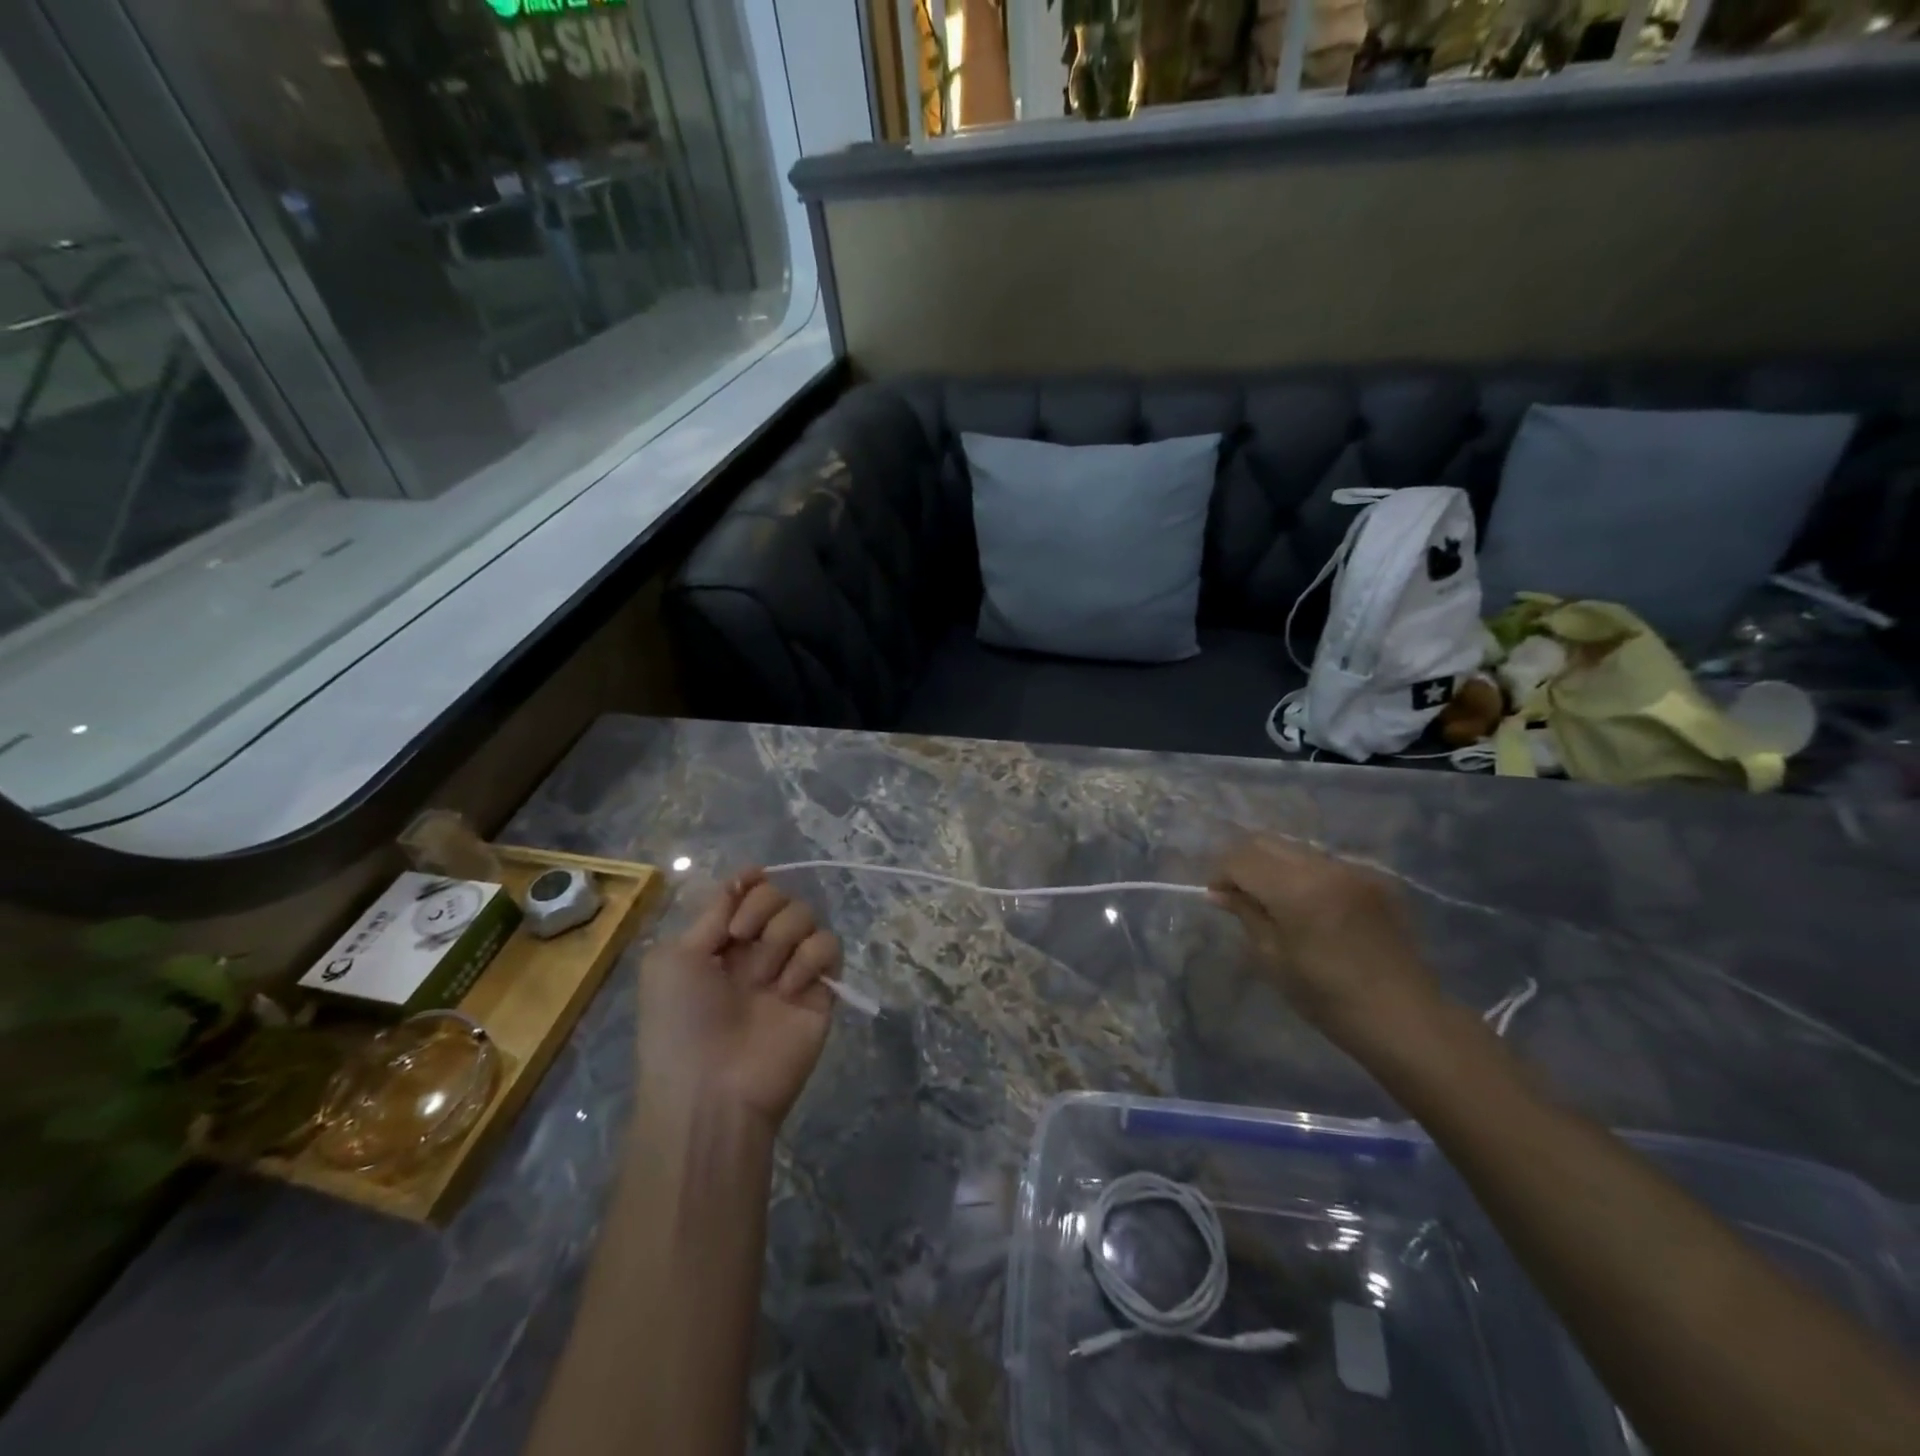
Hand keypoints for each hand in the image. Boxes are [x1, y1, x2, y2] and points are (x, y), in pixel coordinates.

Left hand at [637, 870, 840, 1130]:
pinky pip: (829, 946)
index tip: (751, 879)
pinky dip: (811, 957)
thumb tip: (744, 876)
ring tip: (764, 976)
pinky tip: (789, 986)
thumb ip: (711, 914)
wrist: (711, 1090)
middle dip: (762, 908)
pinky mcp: (821, 990)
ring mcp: (791, 969)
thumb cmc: (680, 1023)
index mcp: (719, 944)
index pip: (746, 893)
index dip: (750, 883)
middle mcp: (757, 952)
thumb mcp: (673, 960)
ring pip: (806, 915)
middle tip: (742, 938)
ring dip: (783, 934)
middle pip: (779, 896)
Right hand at [1210, 838, 1438, 1037]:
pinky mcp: (1374, 879)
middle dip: (1244, 862)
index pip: (1241, 858)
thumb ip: (1246, 914)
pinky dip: (1305, 875)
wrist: (1404, 1018)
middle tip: (1238, 894)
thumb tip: (1219, 893)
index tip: (1217, 896)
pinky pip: (1325, 864)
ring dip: (1274, 866)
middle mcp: (1325, 867)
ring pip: (1296, 849)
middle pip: (1267, 842)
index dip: (1221, 873)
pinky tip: (1309, 907)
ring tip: (1273, 900)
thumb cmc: (1327, 998)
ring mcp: (1353, 870)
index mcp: (1297, 889)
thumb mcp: (1273, 959)